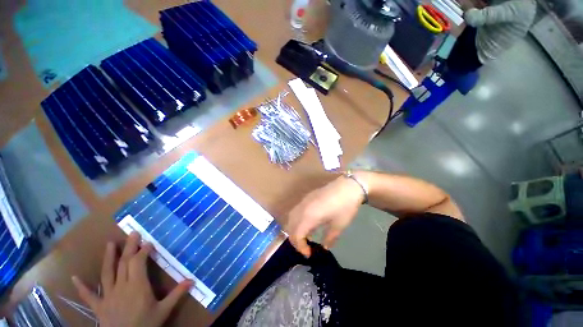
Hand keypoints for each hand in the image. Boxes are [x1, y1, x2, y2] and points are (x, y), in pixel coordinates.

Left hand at [72, 232, 192, 326]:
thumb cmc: (146, 325)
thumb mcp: (163, 311)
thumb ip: (177, 294)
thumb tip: (193, 279)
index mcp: (137, 286)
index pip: (138, 263)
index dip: (143, 251)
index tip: (149, 242)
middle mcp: (121, 287)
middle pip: (124, 263)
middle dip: (129, 247)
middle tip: (133, 233)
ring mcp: (107, 296)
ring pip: (107, 273)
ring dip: (109, 257)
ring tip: (110, 244)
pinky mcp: (98, 306)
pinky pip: (88, 296)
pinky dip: (81, 287)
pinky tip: (74, 278)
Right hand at [285, 174, 364, 256]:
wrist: (348, 186)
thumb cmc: (345, 207)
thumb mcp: (339, 225)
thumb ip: (330, 238)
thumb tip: (324, 247)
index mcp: (309, 216)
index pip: (296, 234)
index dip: (300, 246)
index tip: (309, 254)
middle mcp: (303, 208)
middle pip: (290, 226)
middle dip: (295, 240)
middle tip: (305, 248)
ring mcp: (304, 201)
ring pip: (291, 218)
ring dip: (294, 229)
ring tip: (305, 237)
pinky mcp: (307, 197)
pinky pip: (296, 211)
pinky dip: (297, 221)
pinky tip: (307, 224)